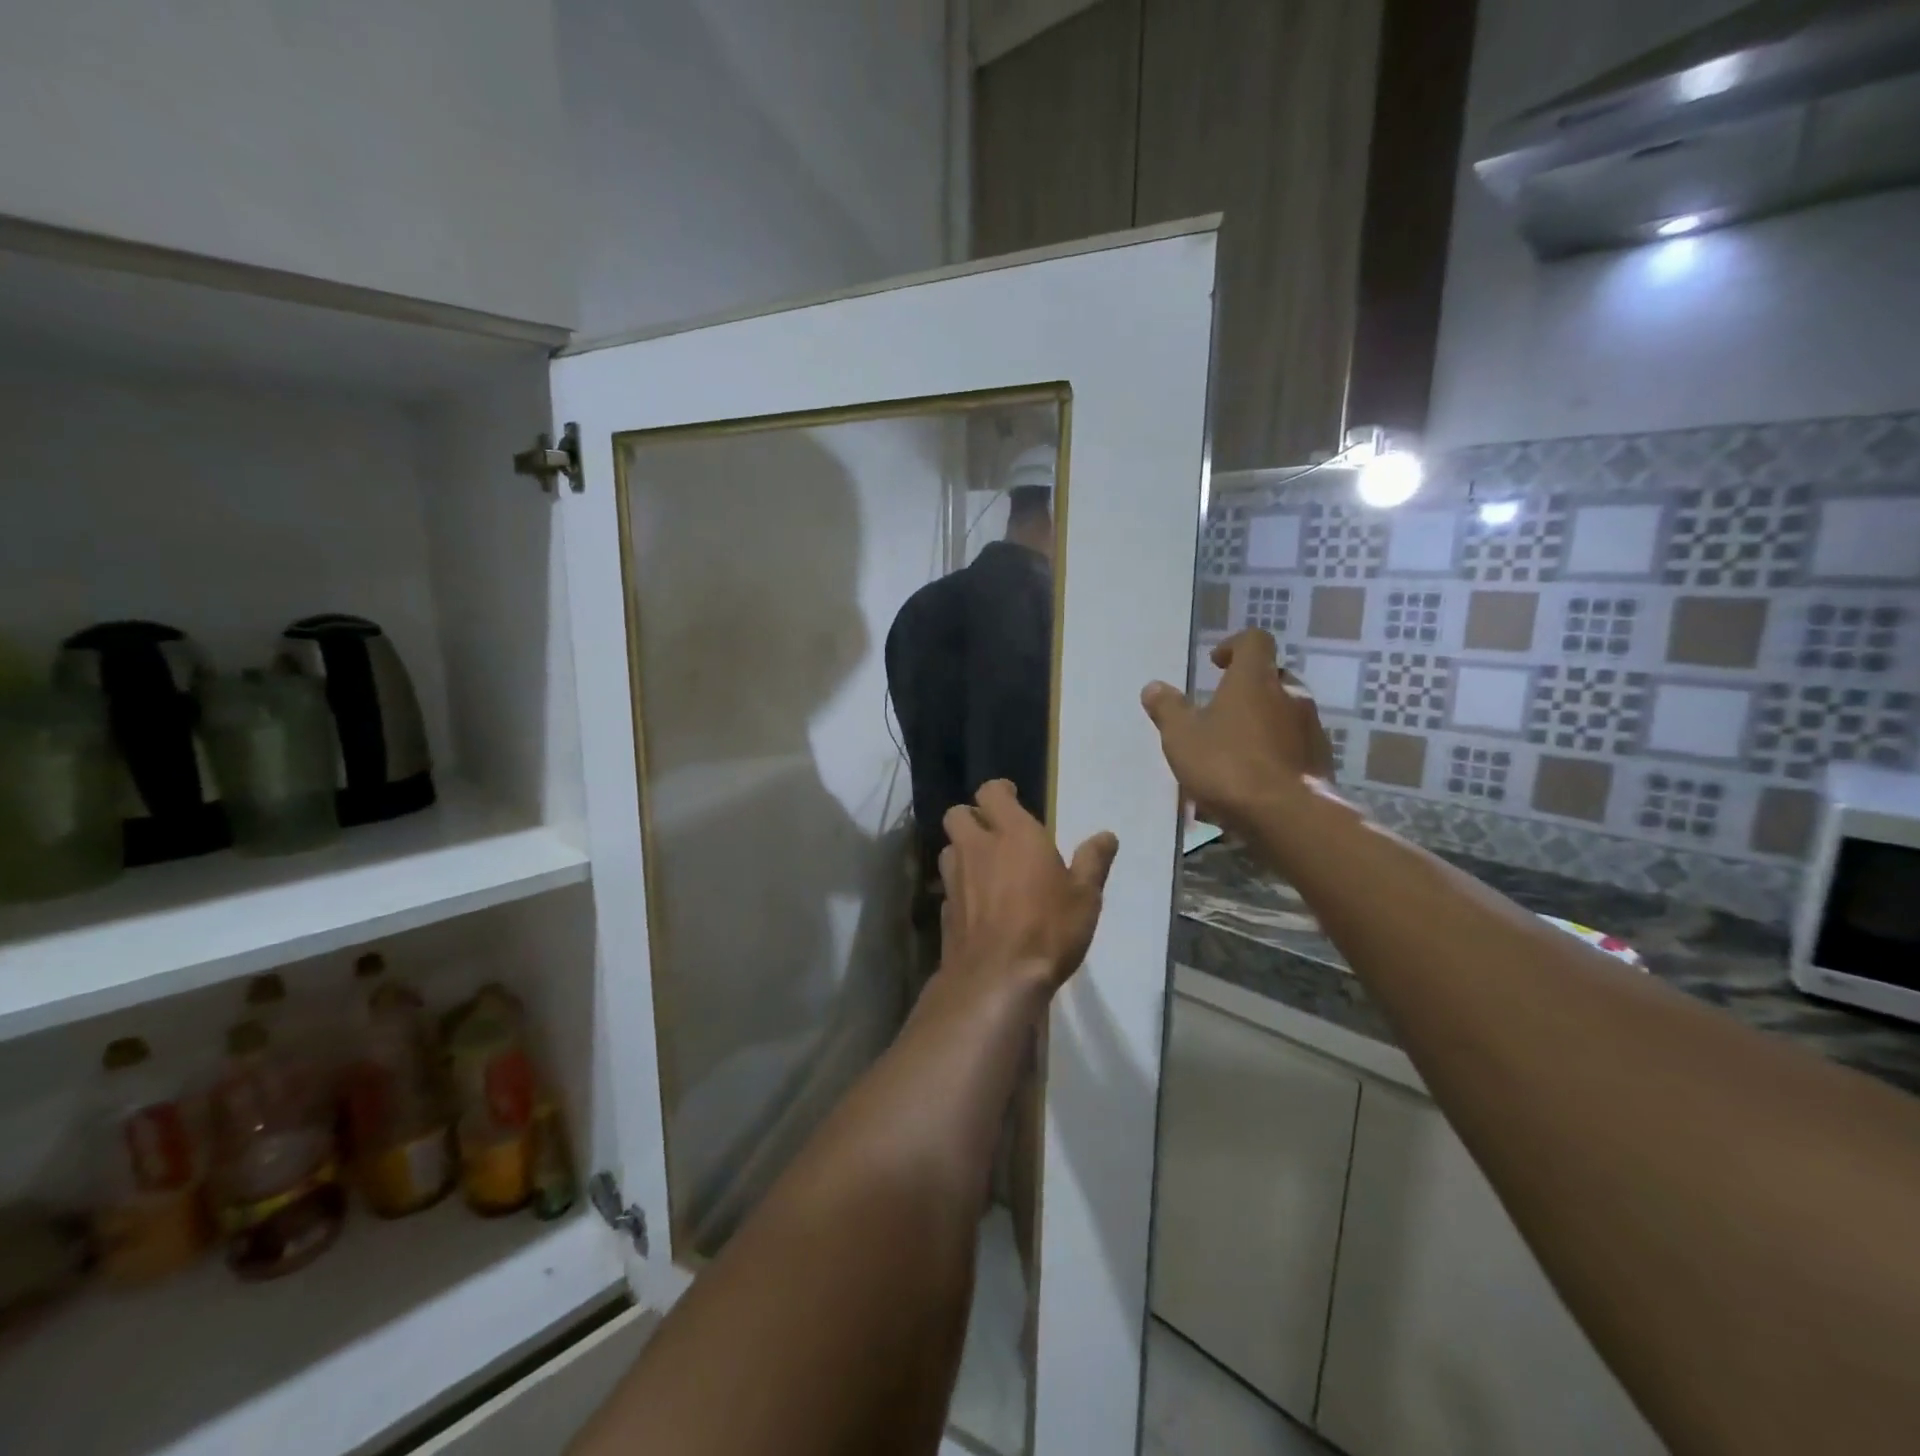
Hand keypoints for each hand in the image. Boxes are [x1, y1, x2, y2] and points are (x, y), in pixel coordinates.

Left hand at [939, 780, 1119, 994]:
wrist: (997, 978)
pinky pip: (948, 886)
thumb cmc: (1049, 928)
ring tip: (985, 867)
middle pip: (957, 814)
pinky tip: (978, 904)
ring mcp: (955, 879)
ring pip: (949, 848)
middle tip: (994, 832)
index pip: (991, 792)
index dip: (999, 791)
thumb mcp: (1085, 896)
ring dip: (963, 850)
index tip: (1011, 797)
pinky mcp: (944, 909)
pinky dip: (960, 887)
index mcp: (1013, 834)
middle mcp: (977, 848)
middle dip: (972, 817)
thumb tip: (1106, 836)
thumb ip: (1093, 862)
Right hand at [1140, 629, 1333, 834]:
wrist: (1288, 816)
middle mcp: (1290, 694)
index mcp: (1255, 679)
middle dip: (1248, 690)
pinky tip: (1253, 780)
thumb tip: (1154, 687)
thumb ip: (1168, 709)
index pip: (1254, 641)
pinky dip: (1274, 753)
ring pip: (1284, 714)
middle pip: (1272, 678)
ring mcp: (1311, 728)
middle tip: (1221, 712)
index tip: (1215, 664)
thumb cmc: (1228, 765)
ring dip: (1262, 723)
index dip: (1234, 646)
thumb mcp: (1182, 737)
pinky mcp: (1321, 761)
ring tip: (1233, 752)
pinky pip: (1293, 746)